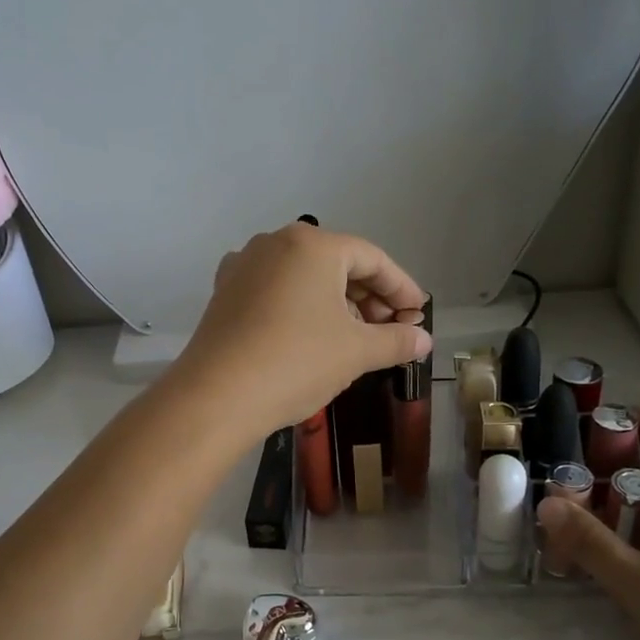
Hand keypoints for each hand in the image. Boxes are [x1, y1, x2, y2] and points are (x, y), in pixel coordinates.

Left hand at [168, 223, 430, 444]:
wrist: (216, 396)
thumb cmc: (297, 362)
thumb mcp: (356, 352)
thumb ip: (396, 341)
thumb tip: (424, 340)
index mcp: (313, 244)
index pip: (372, 259)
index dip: (402, 288)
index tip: (419, 315)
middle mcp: (275, 243)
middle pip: (337, 264)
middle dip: (370, 298)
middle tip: (392, 331)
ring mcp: (245, 265)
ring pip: (305, 277)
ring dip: (337, 303)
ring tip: (357, 337)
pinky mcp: (225, 292)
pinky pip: (276, 290)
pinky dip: (301, 307)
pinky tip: (312, 334)